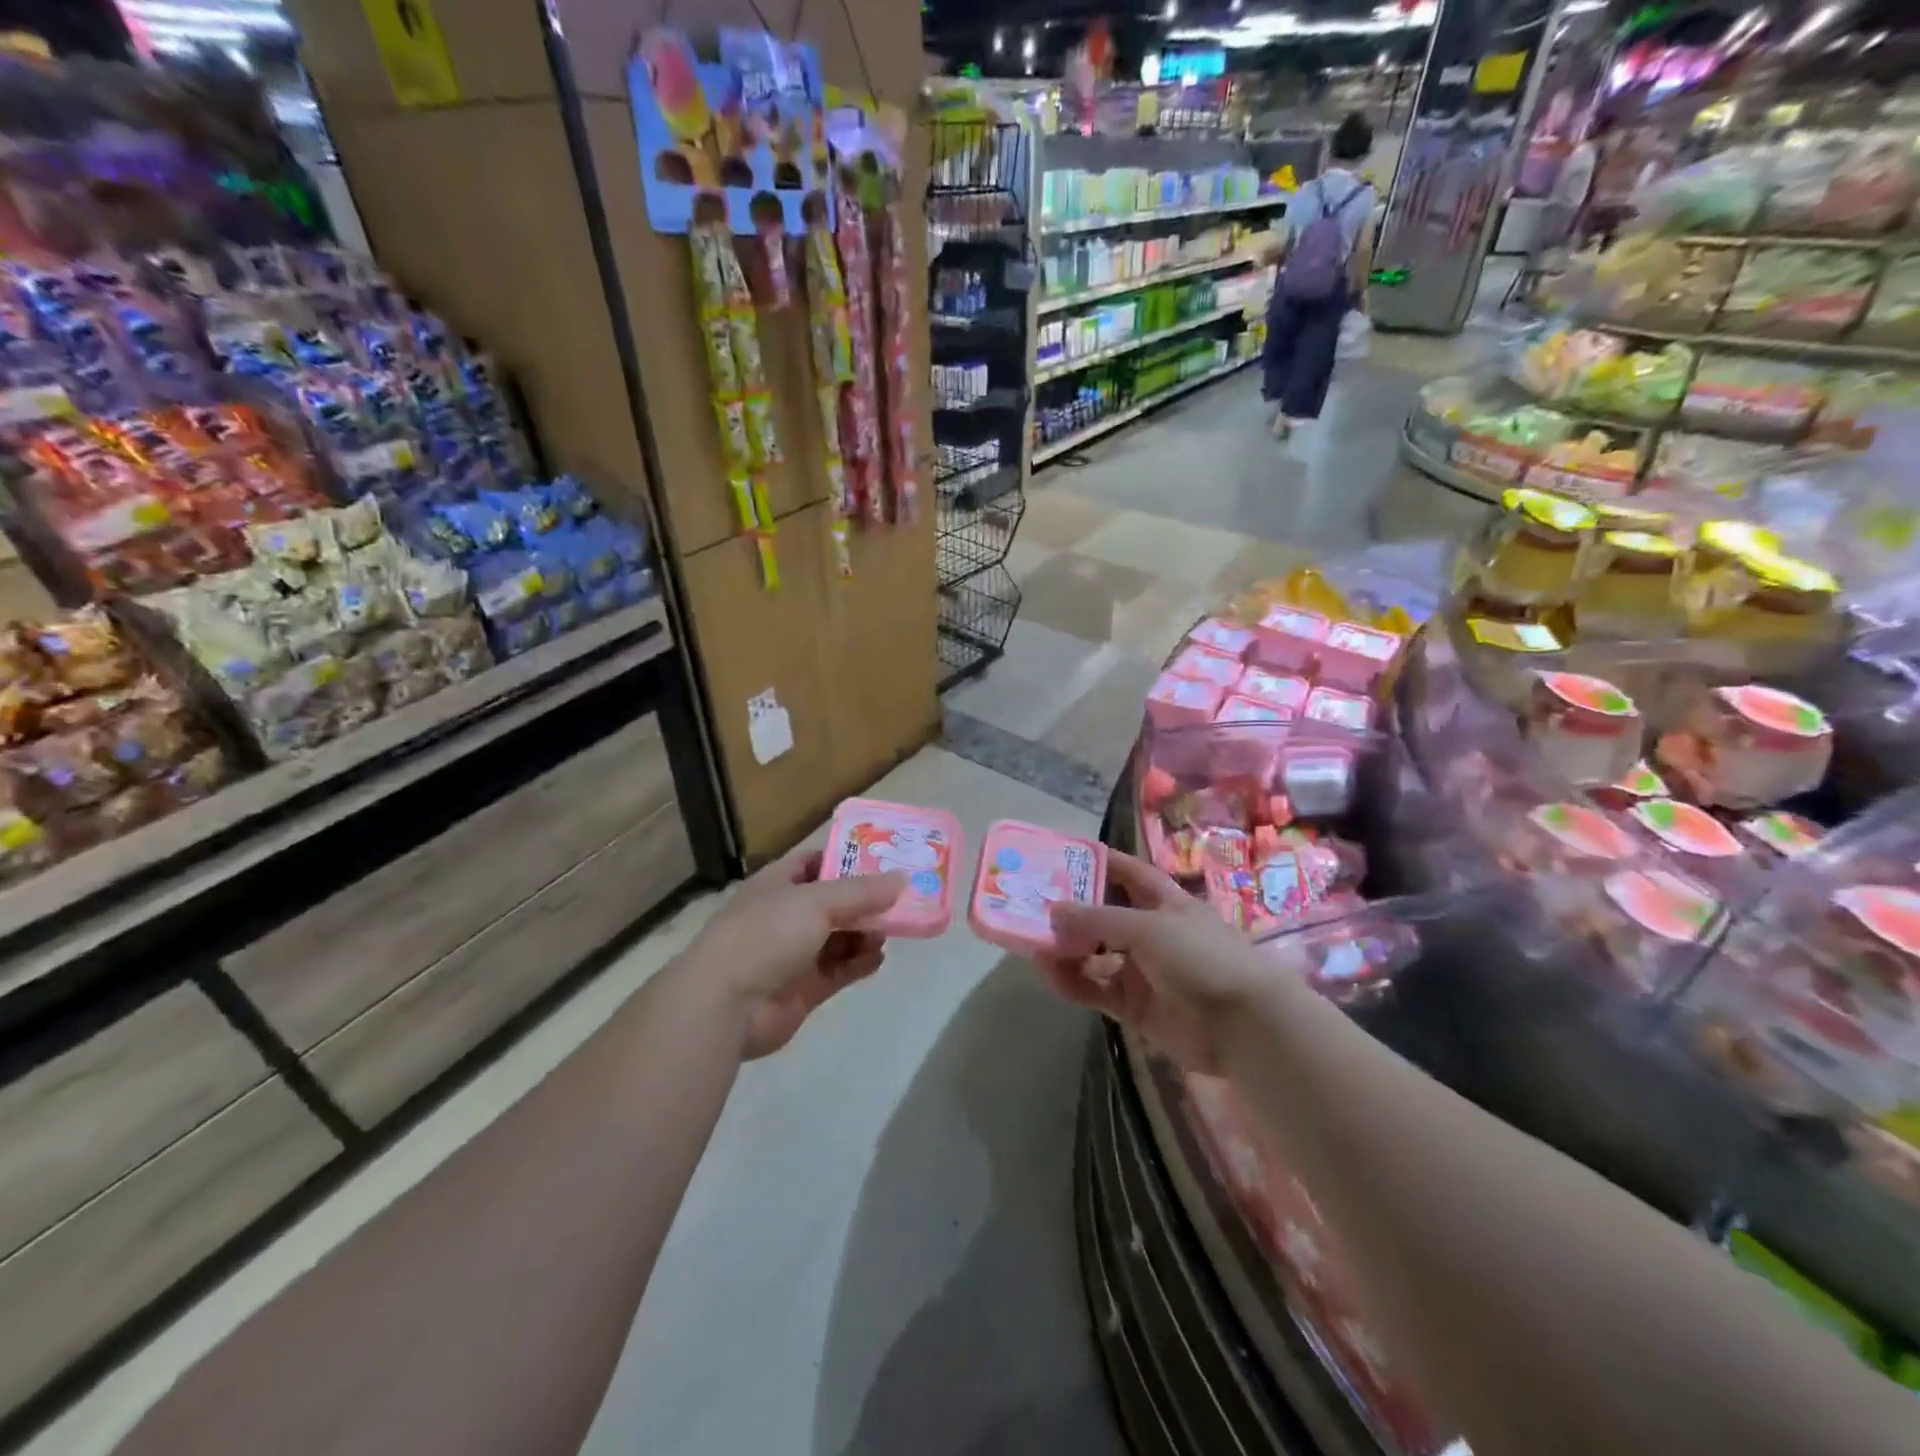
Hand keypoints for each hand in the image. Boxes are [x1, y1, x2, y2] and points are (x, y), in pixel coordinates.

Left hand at [684, 850, 906, 1059]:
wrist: (725, 1005)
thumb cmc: (766, 935)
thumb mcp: (817, 901)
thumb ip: (861, 891)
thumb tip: (902, 879)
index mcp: (778, 884)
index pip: (815, 862)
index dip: (847, 858)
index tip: (884, 859)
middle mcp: (785, 916)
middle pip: (833, 902)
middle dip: (865, 901)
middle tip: (901, 899)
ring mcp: (794, 954)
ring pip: (839, 937)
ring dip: (865, 933)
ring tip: (889, 931)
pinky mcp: (804, 989)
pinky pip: (839, 970)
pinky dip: (859, 963)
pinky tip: (877, 958)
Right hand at [1039, 851, 1271, 1075]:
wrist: (1243, 1026)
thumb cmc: (1201, 957)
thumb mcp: (1148, 927)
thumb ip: (1098, 920)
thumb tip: (1053, 911)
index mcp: (1165, 902)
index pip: (1128, 874)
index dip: (1100, 863)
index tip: (1062, 855)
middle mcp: (1151, 932)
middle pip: (1104, 916)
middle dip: (1071, 911)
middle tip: (1030, 904)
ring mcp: (1142, 970)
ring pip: (1094, 955)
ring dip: (1066, 949)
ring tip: (1032, 943)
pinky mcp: (1134, 1006)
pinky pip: (1095, 989)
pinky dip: (1072, 981)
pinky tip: (1050, 973)